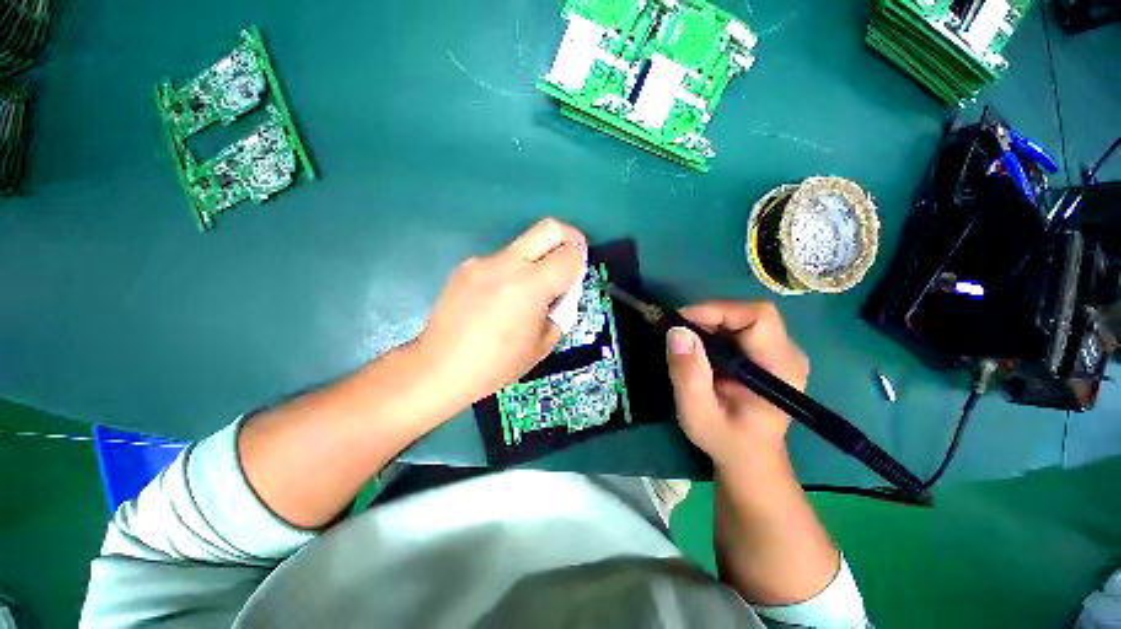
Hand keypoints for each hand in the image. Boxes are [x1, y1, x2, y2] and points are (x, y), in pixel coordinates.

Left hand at [415, 218, 586, 408]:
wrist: (441, 367)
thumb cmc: (498, 363)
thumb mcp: (544, 343)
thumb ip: (561, 310)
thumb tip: (562, 292)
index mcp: (532, 286)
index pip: (570, 255)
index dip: (580, 263)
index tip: (576, 277)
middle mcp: (508, 264)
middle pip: (550, 227)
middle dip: (569, 238)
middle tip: (569, 260)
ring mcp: (484, 262)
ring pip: (524, 245)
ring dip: (536, 261)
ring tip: (525, 295)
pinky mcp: (466, 266)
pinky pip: (500, 260)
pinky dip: (511, 272)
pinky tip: (498, 300)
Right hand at [665, 301, 808, 469]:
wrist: (748, 458)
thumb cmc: (725, 440)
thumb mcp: (698, 413)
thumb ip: (688, 375)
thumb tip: (676, 331)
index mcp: (781, 368)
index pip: (757, 317)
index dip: (718, 311)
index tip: (681, 322)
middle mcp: (787, 353)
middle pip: (748, 313)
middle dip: (708, 316)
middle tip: (677, 331)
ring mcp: (779, 351)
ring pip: (741, 317)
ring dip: (708, 323)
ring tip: (684, 341)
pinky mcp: (766, 353)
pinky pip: (738, 327)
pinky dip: (712, 330)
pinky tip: (698, 347)